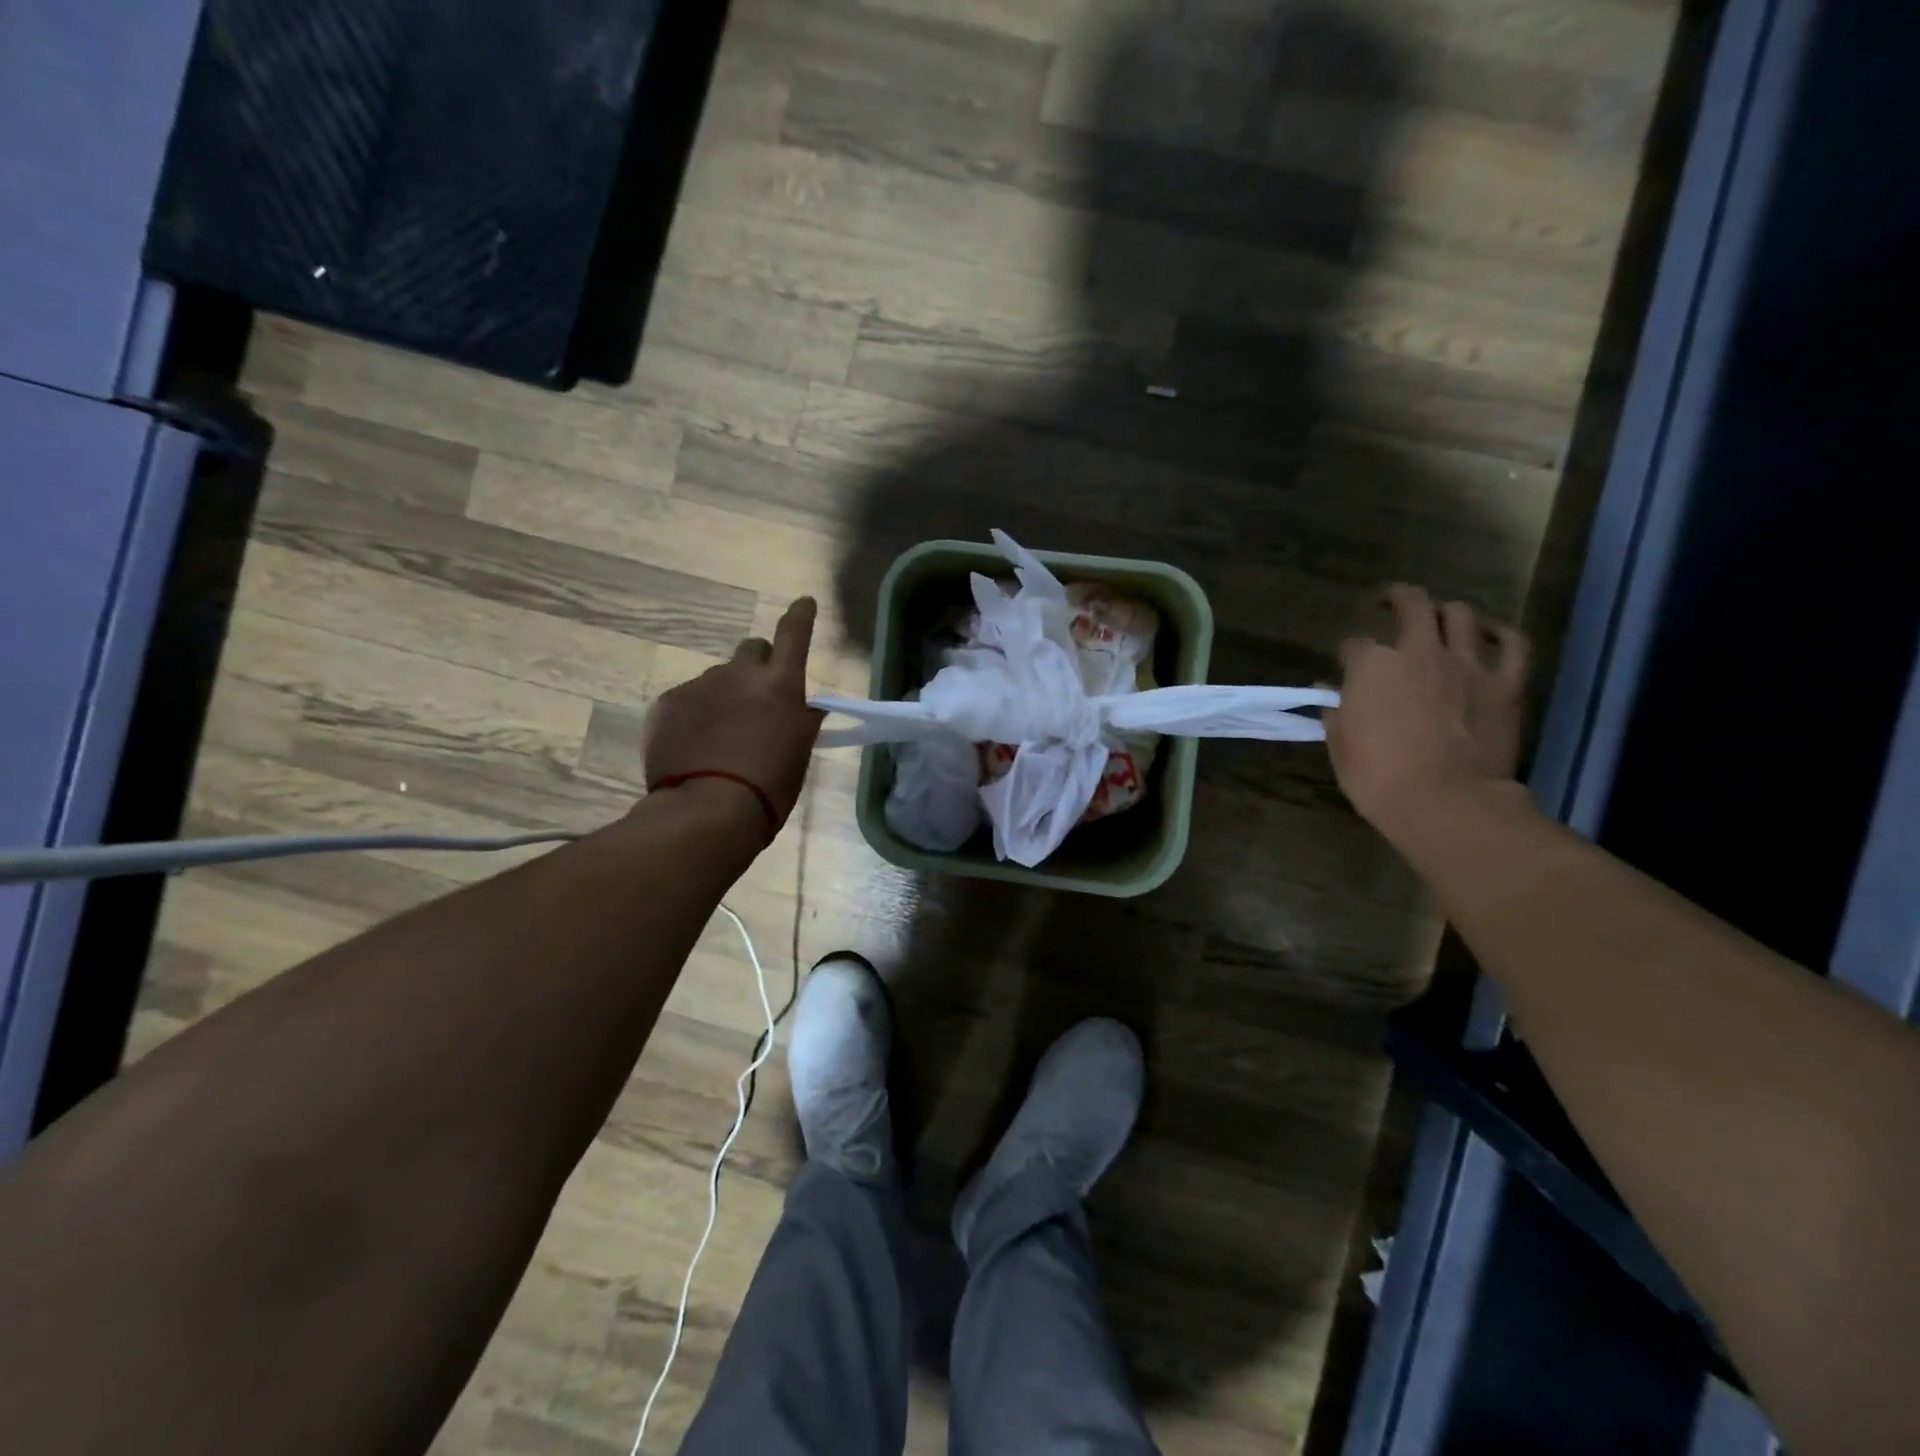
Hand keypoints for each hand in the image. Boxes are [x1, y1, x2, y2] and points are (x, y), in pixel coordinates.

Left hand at [644, 598, 825, 828]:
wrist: (707, 811)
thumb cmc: (769, 787)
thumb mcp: (798, 753)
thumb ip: (800, 721)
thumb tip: (804, 707)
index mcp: (780, 684)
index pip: (794, 634)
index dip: (800, 615)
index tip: (803, 602)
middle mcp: (740, 674)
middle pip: (751, 649)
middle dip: (757, 665)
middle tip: (755, 699)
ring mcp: (700, 686)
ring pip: (717, 679)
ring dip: (723, 696)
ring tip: (719, 736)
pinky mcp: (667, 703)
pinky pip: (686, 699)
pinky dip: (694, 715)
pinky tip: (693, 745)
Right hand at [1327, 585, 1528, 835]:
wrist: (1446, 802)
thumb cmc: (1378, 777)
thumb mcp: (1340, 746)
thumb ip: (1336, 712)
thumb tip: (1329, 694)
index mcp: (1371, 666)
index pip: (1354, 645)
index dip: (1349, 656)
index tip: (1346, 668)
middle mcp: (1419, 651)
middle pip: (1412, 605)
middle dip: (1398, 598)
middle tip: (1391, 602)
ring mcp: (1467, 663)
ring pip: (1460, 614)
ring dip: (1447, 613)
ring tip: (1441, 621)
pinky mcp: (1506, 683)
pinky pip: (1513, 644)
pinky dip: (1502, 634)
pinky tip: (1492, 635)